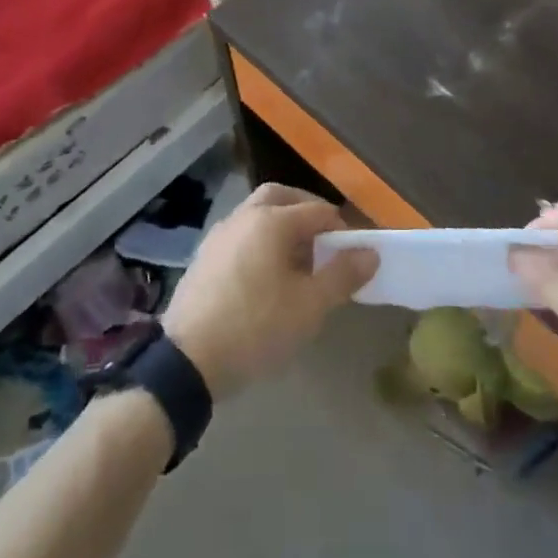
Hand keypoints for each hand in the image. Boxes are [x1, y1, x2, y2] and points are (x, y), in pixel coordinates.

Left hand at [162, 183, 376, 401]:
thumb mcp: (310, 306)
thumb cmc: (256, 327)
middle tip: (324, 240)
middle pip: (281, 197)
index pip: (318, 212)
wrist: (188, 360)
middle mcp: (244, 216)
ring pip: (257, 214)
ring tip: (297, 261)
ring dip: (281, 226)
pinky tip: (265, 276)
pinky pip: (240, 235)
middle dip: (306, 211)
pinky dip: (259, 241)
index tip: (355, 256)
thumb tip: (370, 253)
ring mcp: (219, 234)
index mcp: (272, 221)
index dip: (343, 230)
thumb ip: (343, 275)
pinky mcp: (204, 256)